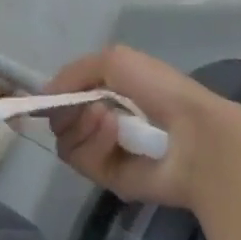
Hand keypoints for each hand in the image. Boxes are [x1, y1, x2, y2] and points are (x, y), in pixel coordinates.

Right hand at [46, 45, 240, 210]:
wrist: (195, 134)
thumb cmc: (159, 89)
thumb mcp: (113, 60)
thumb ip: (73, 72)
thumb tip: (45, 95)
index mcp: (109, 93)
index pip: (67, 96)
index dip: (57, 94)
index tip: (51, 95)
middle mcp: (104, 122)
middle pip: (61, 120)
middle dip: (68, 109)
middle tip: (88, 105)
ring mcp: (106, 152)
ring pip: (66, 140)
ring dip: (81, 124)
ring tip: (107, 117)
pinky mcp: (110, 179)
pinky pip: (81, 161)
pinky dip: (93, 143)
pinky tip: (114, 133)